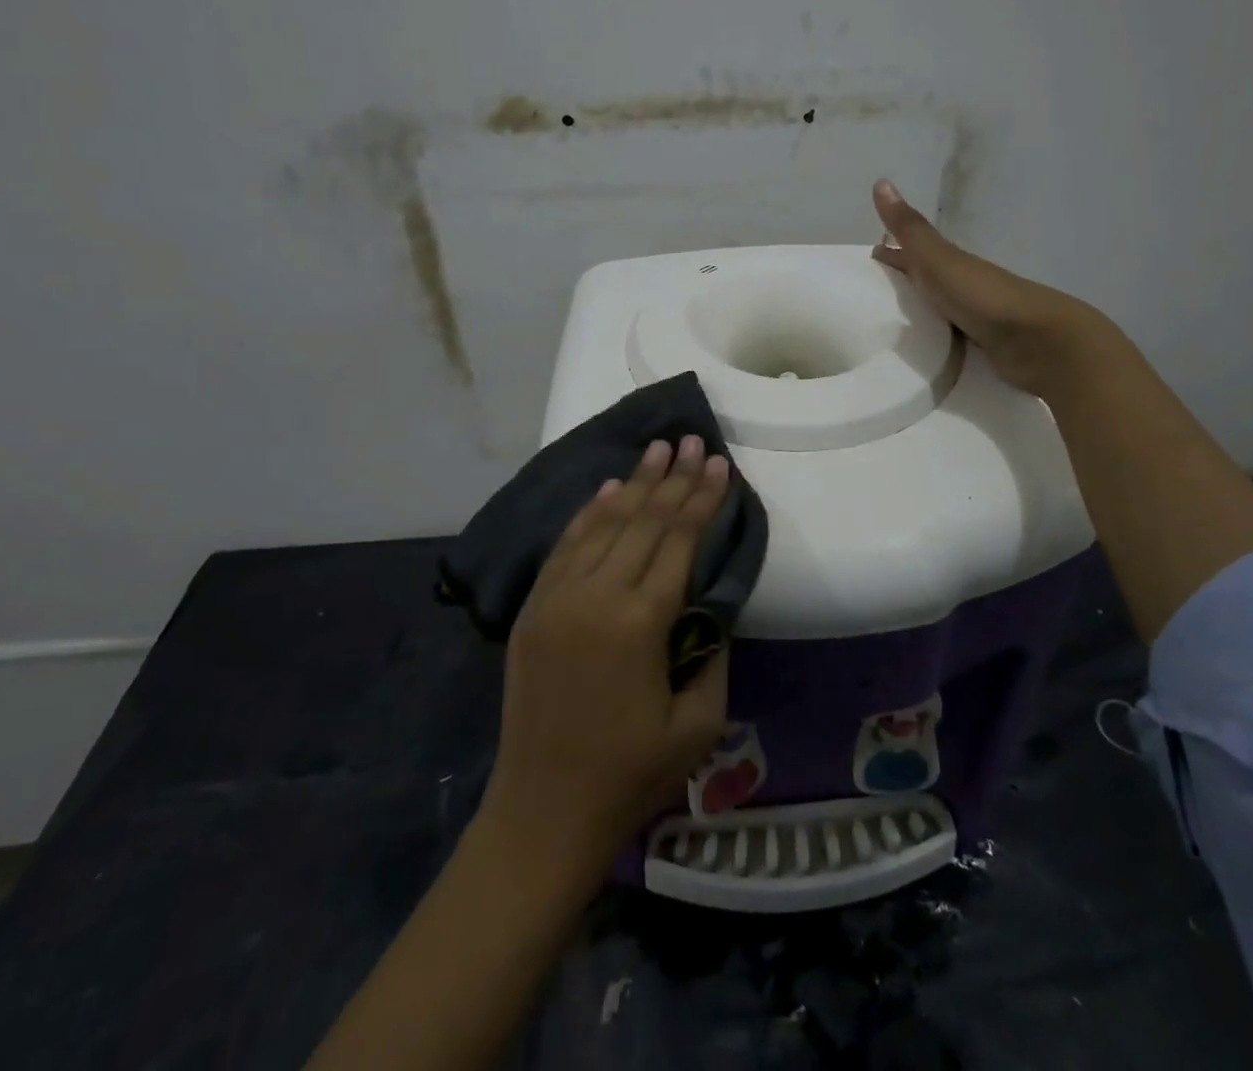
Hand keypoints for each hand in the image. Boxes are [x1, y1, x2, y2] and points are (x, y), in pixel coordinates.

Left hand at [479, 436, 731, 886]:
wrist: (542, 812)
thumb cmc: (630, 774)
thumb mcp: (698, 721)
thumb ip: (710, 649)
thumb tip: (708, 599)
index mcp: (641, 622)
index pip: (679, 541)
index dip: (702, 499)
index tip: (719, 464)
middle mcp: (596, 595)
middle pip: (643, 521)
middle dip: (673, 479)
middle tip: (692, 441)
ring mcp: (557, 598)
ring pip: (604, 524)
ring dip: (634, 484)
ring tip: (657, 449)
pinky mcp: (533, 608)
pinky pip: (566, 546)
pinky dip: (591, 514)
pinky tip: (609, 489)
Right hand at [872, 178, 1096, 398]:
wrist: (1036, 341)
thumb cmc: (982, 296)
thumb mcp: (939, 259)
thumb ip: (910, 229)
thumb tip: (881, 181)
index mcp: (951, 263)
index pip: (915, 252)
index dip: (893, 252)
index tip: (868, 256)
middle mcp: (962, 286)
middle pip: (927, 280)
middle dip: (903, 281)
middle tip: (871, 293)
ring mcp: (975, 318)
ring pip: (939, 310)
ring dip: (918, 312)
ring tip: (887, 326)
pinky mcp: (982, 348)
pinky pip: (949, 339)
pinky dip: (934, 339)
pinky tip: (921, 350)